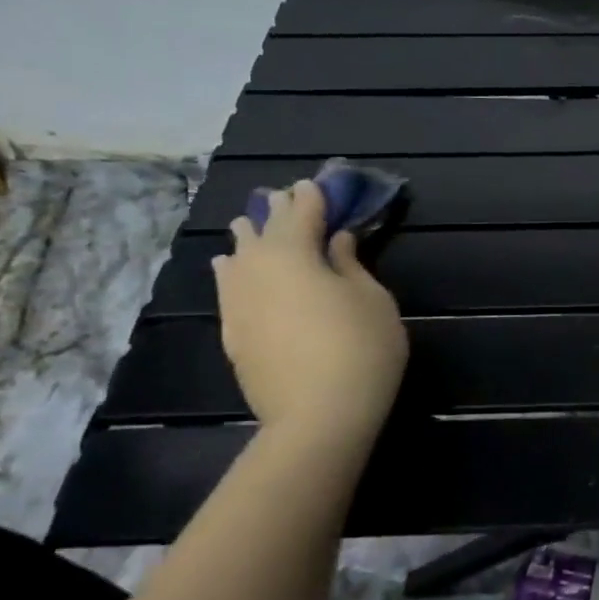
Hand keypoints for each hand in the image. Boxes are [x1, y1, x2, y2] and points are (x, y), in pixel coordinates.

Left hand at [212, 181, 407, 449]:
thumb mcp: (372, 299)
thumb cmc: (360, 348)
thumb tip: (336, 240)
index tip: (318, 183)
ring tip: (248, 224)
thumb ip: (350, 264)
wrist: (318, 417)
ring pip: (237, 256)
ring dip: (248, 237)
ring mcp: (239, 302)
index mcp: (295, 253)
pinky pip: (227, 287)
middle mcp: (257, 269)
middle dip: (278, 211)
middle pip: (265, 230)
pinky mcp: (233, 332)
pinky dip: (230, 270)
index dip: (313, 196)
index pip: (303, 213)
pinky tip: (226, 266)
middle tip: (287, 197)